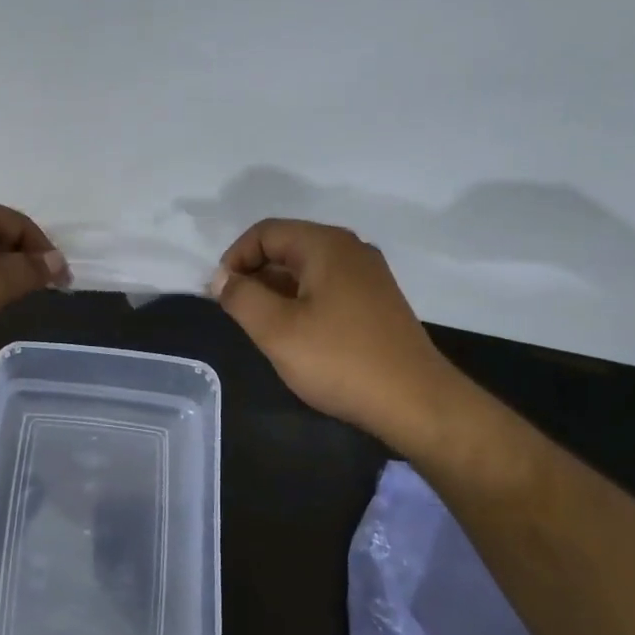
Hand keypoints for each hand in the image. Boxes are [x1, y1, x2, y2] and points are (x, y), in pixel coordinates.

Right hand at [208, 218, 456, 438]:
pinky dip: (301, 301)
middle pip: (288, 246)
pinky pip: (327, 288)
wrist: (415, 402)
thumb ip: (241, 298)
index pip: (265, 232)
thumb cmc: (339, 360)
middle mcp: (351, 250)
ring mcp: (368, 276)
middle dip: (254, 274)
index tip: (220, 294)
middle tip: (236, 312)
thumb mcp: (276, 330)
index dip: (235, 258)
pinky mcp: (377, 302)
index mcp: (326, 245)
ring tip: (261, 327)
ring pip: (307, 270)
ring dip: (276, 290)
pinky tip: (296, 335)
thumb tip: (222, 279)